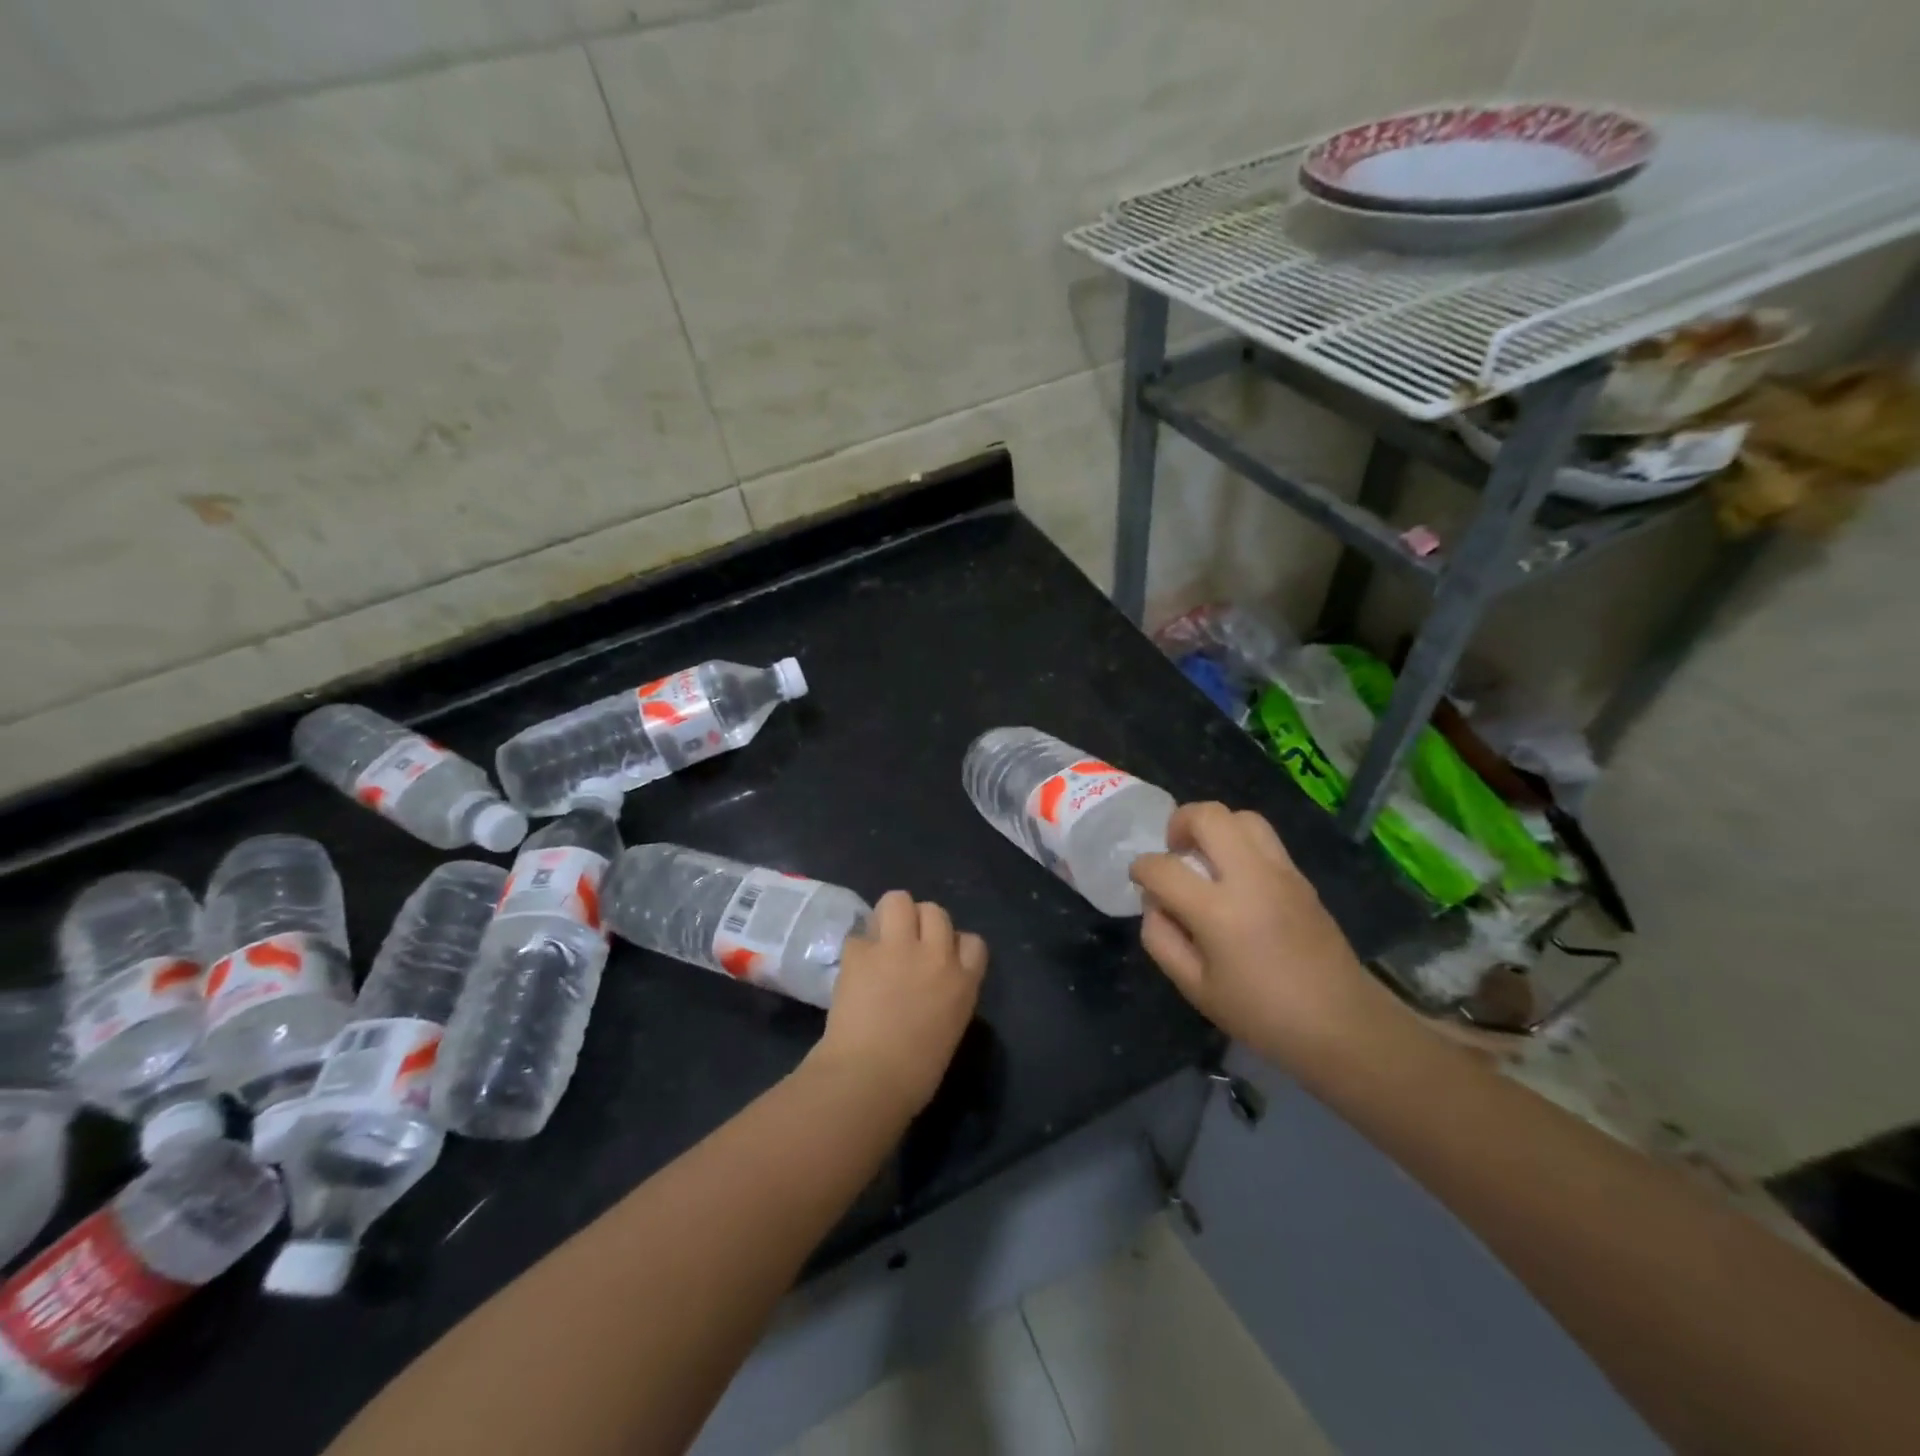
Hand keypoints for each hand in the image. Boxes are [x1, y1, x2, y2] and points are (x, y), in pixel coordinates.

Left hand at [812, 891, 987, 1115]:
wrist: (868, 1079)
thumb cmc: (914, 1075)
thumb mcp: (949, 1030)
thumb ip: (946, 996)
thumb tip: (929, 987)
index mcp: (963, 982)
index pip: (972, 941)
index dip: (954, 945)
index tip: (940, 959)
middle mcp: (935, 955)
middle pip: (936, 911)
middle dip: (921, 924)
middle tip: (905, 947)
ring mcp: (897, 948)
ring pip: (899, 900)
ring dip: (890, 916)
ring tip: (881, 940)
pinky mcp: (860, 951)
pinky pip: (860, 934)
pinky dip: (858, 949)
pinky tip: (854, 968)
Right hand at [1131, 803, 1393, 1072]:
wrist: (1342, 1024)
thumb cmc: (1262, 1014)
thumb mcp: (1194, 988)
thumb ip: (1161, 939)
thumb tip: (1155, 903)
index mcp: (1218, 910)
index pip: (1163, 867)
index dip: (1141, 869)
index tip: (1140, 881)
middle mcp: (1250, 877)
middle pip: (1209, 816)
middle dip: (1179, 823)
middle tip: (1174, 851)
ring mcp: (1281, 872)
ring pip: (1242, 817)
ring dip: (1215, 827)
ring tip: (1206, 857)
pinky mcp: (1301, 877)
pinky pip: (1264, 839)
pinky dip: (1240, 843)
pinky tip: (1236, 876)